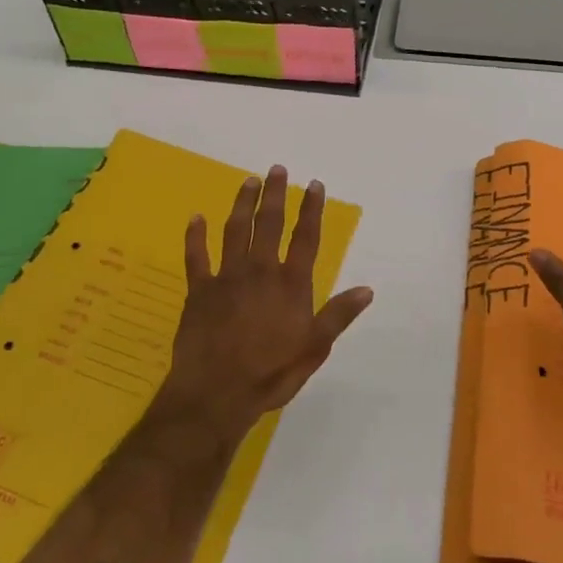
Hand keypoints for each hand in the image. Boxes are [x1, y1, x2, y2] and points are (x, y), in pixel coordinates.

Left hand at [154, 165, 373, 442]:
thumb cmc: (271, 374)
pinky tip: (196, 218)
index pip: (305, 238)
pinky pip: (196, 257)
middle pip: (268, 224)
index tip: (314, 185)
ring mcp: (226, 278)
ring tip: (248, 181)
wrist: (216, 394)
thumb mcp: (314, 349)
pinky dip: (195, 236)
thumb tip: (367, 289)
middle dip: (274, 195)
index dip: (311, 209)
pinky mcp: (199, 290)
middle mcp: (260, 271)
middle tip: (276, 169)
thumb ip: (338, 316)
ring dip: (242, 204)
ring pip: (234, 231)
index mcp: (290, 284)